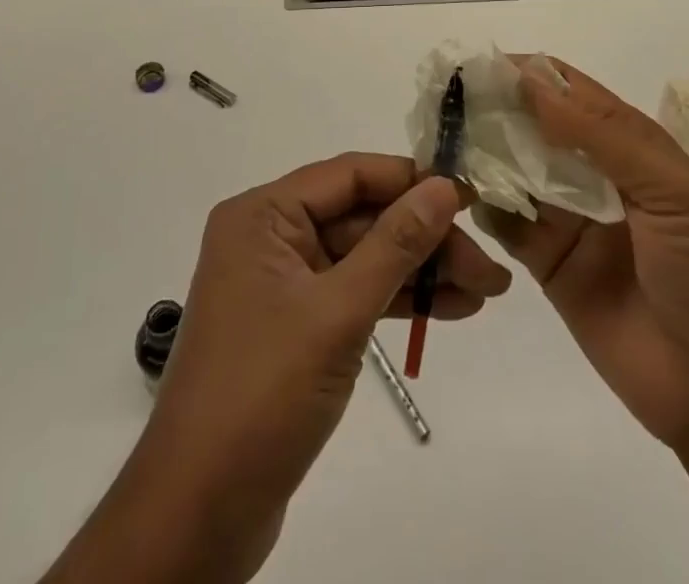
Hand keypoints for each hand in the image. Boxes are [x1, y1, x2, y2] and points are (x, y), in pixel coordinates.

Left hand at [50, 153, 509, 583]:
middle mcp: (270, 236)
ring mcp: (283, 283)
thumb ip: (394, 245)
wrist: (199, 513)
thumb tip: (443, 187)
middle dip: (426, 239)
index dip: (411, 181)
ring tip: (486, 291)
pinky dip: (398, 301)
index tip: (470, 196)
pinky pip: (354, 294)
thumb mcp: (337, 312)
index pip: (349, 176)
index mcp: (264, 214)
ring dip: (422, 272)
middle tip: (489, 267)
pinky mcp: (296, 326)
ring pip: (364, 258)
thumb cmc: (263, 393)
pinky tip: (451, 310)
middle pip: (362, 218)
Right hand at [480, 59, 688, 462]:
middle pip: (533, 127)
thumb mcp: (670, 191)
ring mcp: (567, 217)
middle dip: (494, 111)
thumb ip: (601, 136)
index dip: (526, 74)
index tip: (477, 66)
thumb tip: (531, 82)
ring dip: (481, 155)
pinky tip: (455, 197)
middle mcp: (592, 172)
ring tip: (440, 143)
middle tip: (444, 103)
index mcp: (628, 145)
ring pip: (514, 171)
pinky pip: (507, 224)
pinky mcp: (547, 262)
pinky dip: (482, 207)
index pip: (569, 91)